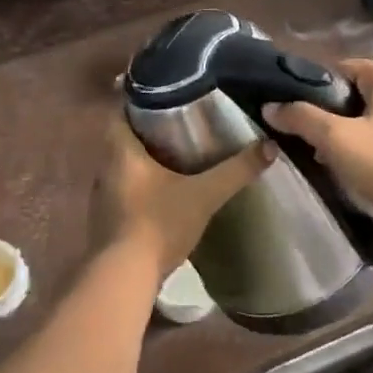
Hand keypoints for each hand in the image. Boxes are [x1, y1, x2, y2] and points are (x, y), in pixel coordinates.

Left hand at [92, 116, 274, 287]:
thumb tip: (270, 146)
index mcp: (120, 150)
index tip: (164, 93)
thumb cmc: (158, 223)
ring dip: (143, 158)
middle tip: (178, 121)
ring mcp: (102, 195)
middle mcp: (105, 167)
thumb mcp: (204, 194)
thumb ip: (236, 170)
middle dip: (147, 128)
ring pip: (122, 164)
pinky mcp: (106, 220)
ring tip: (175, 152)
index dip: (139, 99)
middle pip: (123, 136)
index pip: (121, 110)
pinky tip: (163, 189)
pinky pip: (123, 189)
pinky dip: (140, 183)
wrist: (124, 279)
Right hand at [264, 58, 372, 223]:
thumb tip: (270, 107)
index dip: (316, 87)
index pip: (343, 68)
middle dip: (333, 113)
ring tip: (330, 157)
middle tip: (312, 138)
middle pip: (359, 93)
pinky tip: (359, 168)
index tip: (297, 110)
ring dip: (352, 132)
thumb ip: (301, 119)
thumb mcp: (336, 139)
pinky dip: (372, 146)